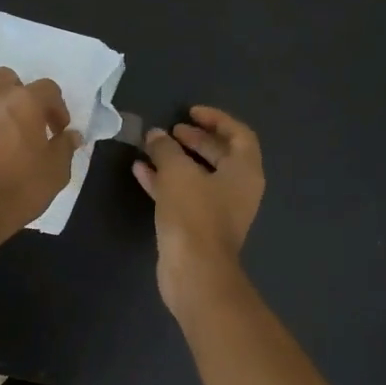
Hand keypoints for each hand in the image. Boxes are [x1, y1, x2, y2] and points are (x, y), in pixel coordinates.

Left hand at [0, 67, 82, 239]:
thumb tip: (71, 136)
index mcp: (25, 102)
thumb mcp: (57, 170)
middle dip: (19, 91)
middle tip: (28, 118)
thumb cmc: (23, 187)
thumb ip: (65, 147)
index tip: (59, 131)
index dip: (58, 107)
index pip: (48, 88)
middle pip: (5, 77)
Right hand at [133, 106, 264, 313]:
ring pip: (198, 176)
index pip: (238, 134)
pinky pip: (183, 195)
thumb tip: (156, 135)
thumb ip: (166, 149)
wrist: (195, 272)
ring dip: (175, 160)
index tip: (190, 112)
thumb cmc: (194, 215)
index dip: (215, 119)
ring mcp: (218, 210)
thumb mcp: (177, 173)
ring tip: (151, 148)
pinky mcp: (197, 226)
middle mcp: (237, 189)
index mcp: (244, 171)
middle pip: (219, 155)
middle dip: (194, 140)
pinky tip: (141, 171)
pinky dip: (165, 181)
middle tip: (171, 131)